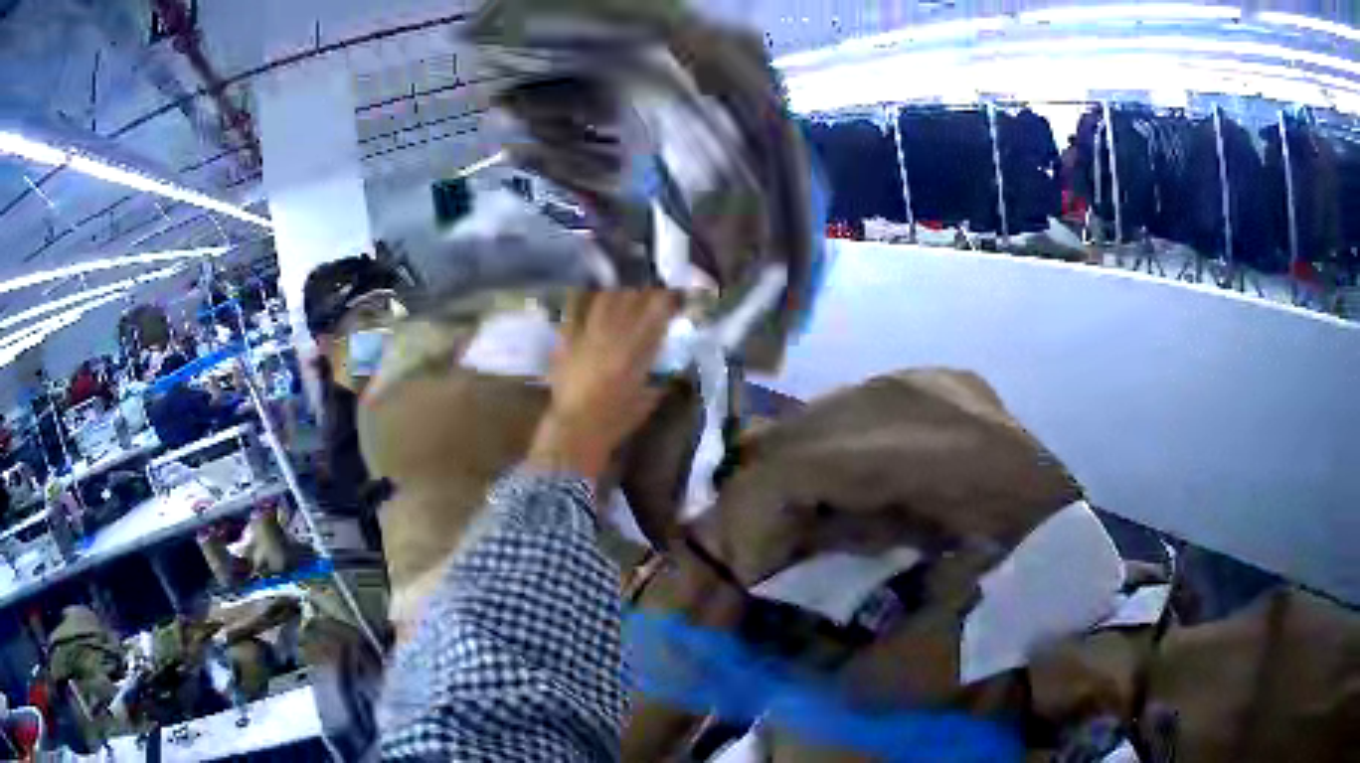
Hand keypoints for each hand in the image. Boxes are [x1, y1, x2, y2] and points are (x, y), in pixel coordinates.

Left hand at [527, 290, 677, 485]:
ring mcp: (586, 336)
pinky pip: (575, 313)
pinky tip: (589, 304)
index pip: (656, 314)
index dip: (666, 300)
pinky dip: (584, 305)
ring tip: (622, 296)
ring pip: (604, 300)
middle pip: (631, 300)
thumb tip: (668, 371)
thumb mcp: (645, 403)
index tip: (674, 297)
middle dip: (643, 293)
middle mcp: (612, 337)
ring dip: (617, 295)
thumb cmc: (613, 423)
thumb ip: (658, 382)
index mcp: (636, 353)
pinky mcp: (566, 341)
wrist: (573, 431)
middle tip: (650, 295)